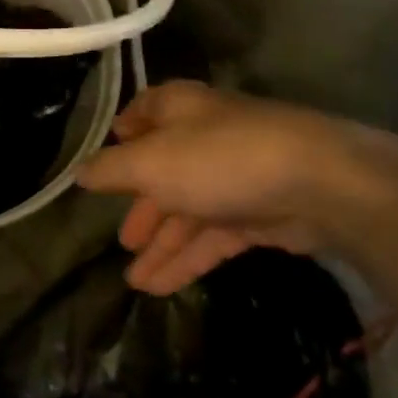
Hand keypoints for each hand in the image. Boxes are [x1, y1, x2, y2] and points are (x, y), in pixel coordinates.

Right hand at [75, 80, 397, 294]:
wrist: (317, 184)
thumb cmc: (218, 158)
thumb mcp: (149, 162)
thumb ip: (111, 170)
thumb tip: (80, 173)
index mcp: (179, 110)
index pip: (146, 111)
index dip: (126, 130)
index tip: (109, 153)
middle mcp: (204, 137)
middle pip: (164, 171)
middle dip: (142, 207)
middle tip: (122, 240)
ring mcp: (233, 177)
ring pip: (188, 211)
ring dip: (162, 246)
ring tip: (135, 282)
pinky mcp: (259, 214)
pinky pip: (213, 236)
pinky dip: (187, 259)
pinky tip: (161, 287)